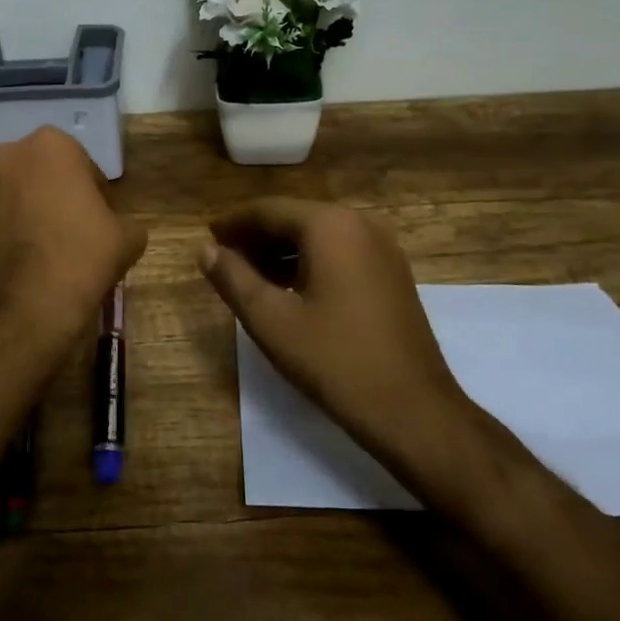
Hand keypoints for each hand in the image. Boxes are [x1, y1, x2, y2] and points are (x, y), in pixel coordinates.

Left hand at [0, 127, 146, 384]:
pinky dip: (17, 231)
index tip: (103, 221)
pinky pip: (3, 218)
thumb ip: (124, 221)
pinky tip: (33, 260)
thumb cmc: (82, 255)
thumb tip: (114, 229)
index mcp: (50, 144)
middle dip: (61, 195)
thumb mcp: (127, 237)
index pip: (84, 165)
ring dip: (37, 211)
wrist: (25, 308)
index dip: (97, 195)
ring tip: (55, 248)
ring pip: (21, 194)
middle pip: (47, 174)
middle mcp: (10, 155)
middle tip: (80, 230)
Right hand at [198, 197, 478, 462]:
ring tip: (248, 277)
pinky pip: (340, 252)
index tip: (207, 238)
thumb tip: (206, 250)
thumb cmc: (335, 360)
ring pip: (318, 236)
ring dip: (281, 251)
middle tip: (223, 259)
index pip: (268, 210)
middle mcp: (360, 223)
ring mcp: (383, 247)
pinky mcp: (392, 272)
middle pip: (294, 218)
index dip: (233, 223)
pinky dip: (309, 262)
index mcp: (330, 225)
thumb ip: (233, 278)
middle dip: (256, 237)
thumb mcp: (271, 320)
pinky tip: (288, 289)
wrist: (413, 410)